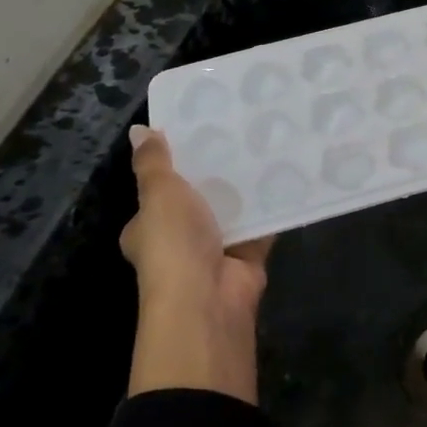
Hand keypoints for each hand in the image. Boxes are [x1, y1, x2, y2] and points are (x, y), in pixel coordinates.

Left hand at [120, 125, 273, 403]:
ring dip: (246, 186)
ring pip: (232, 209)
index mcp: (147, 227)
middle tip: (238, 132)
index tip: (196, 134)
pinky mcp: (248, 254)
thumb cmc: (173, 243)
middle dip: (216, 173)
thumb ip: (154, 163)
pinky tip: (287, 172)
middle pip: (198, 198)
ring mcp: (215, 249)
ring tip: (265, 143)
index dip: (173, 167)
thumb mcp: (158, 194)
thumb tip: (138, 129)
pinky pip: (262, 222)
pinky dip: (273, 204)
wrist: (208, 296)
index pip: (157, 192)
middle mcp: (179, 240)